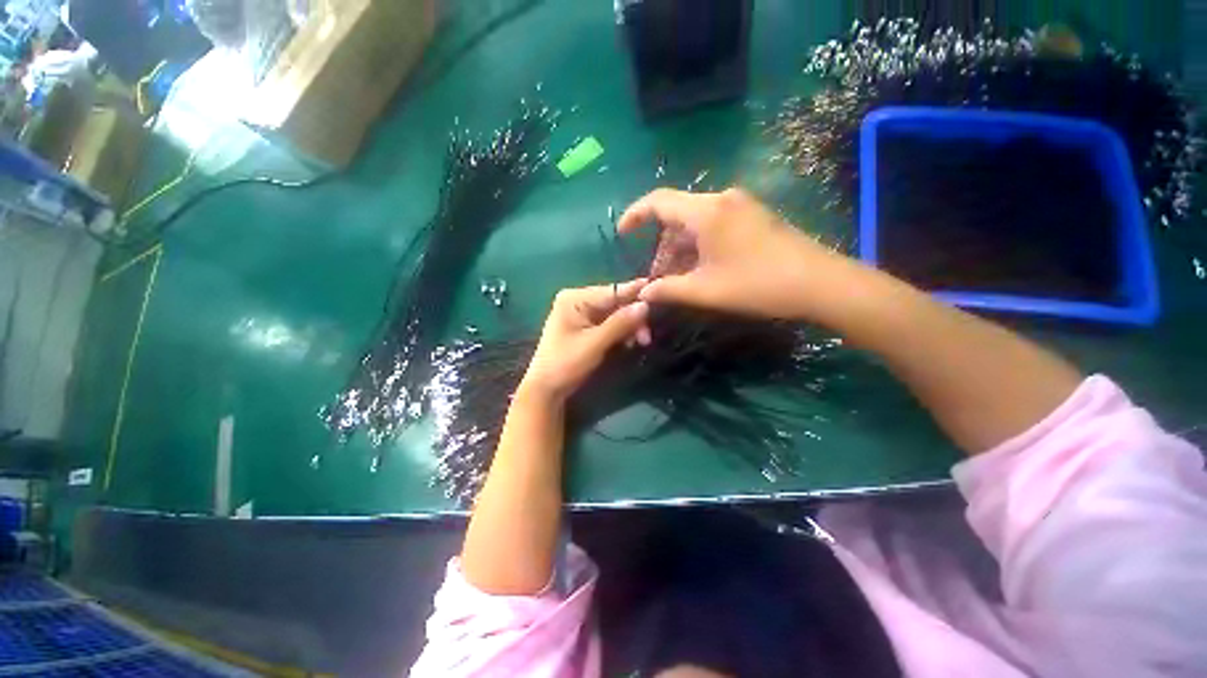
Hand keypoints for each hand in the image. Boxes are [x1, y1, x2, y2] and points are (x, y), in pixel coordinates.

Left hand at [520, 279, 651, 400]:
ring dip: (630, 326)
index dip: (635, 293)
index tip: (659, 294)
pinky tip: (630, 342)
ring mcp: (582, 314)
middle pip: (615, 302)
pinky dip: (622, 332)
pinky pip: (610, 324)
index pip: (611, 291)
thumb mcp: (594, 344)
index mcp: (574, 298)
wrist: (547, 389)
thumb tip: (645, 305)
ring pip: (616, 314)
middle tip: (647, 336)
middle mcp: (578, 300)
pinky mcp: (587, 327)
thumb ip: (619, 323)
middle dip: (633, 317)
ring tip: (640, 342)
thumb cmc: (565, 364)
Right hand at [617, 188, 856, 320]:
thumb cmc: (757, 285)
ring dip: (681, 250)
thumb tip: (643, 292)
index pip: (658, 201)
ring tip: (679, 280)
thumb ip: (668, 290)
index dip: (635, 214)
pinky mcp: (753, 217)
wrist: (819, 283)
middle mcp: (721, 200)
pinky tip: (702, 270)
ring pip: (695, 223)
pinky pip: (714, 226)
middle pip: (677, 216)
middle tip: (658, 278)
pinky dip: (699, 246)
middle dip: (662, 247)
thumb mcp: (705, 291)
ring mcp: (740, 207)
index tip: (622, 233)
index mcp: (706, 212)